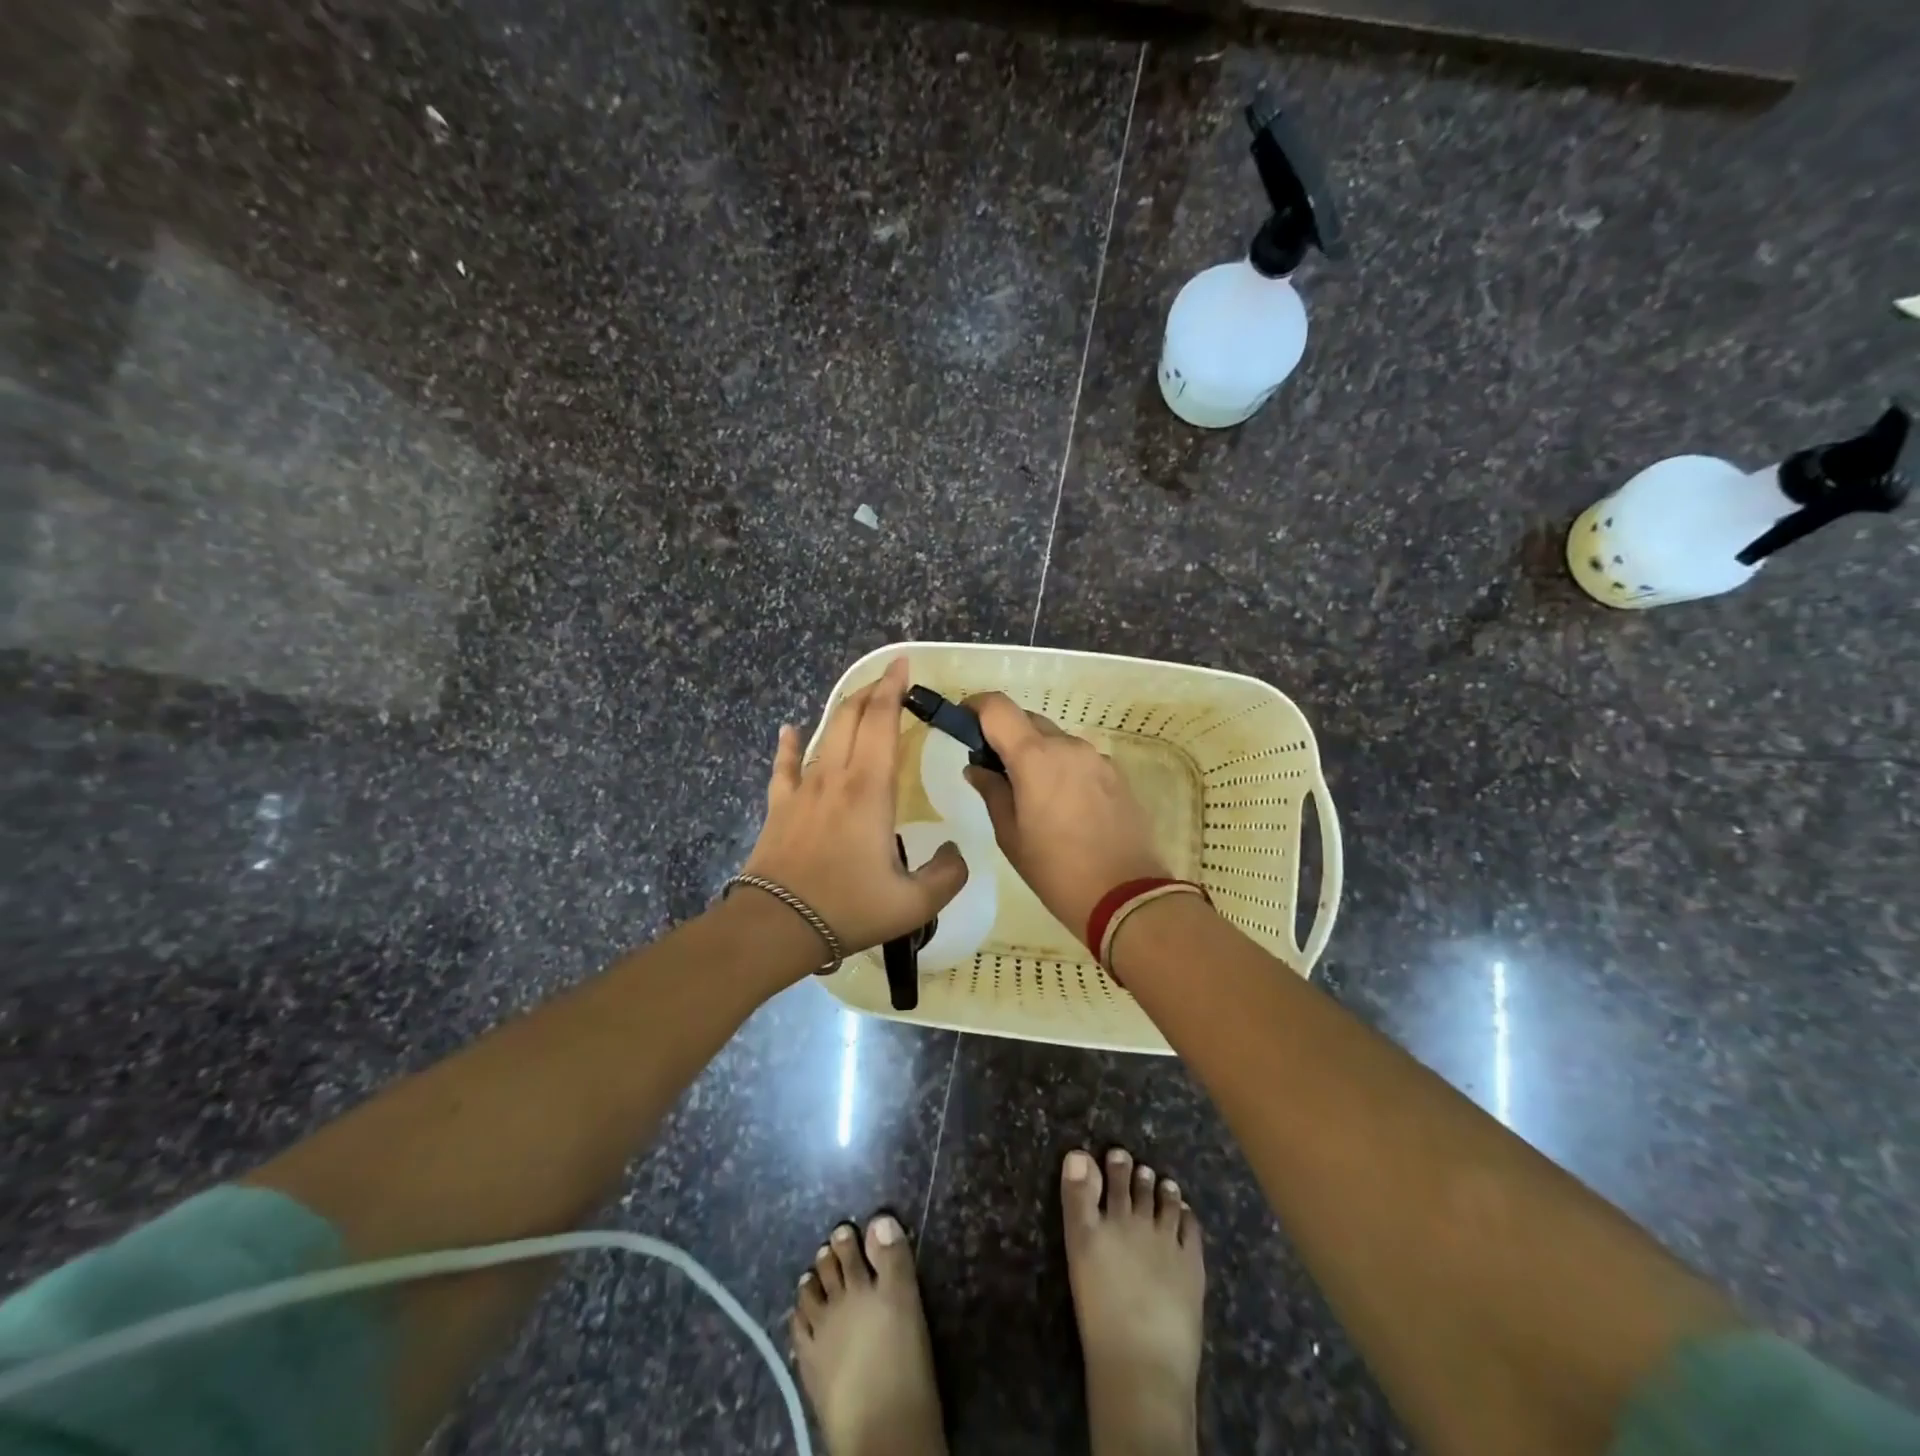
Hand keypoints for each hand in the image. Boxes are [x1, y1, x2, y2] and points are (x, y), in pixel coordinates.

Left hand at [741, 657, 968, 967]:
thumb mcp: (914, 903)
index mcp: (870, 789)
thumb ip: (947, 875)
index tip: (903, 665)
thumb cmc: (848, 908)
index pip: (881, 721)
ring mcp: (803, 789)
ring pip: (824, 735)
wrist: (776, 926)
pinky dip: (790, 744)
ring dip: (844, 711)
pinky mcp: (780, 806)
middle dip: (872, 691)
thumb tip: (956, 851)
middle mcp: (836, 776)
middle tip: (891, 680)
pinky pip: (784, 765)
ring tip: (860, 700)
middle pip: (851, 717)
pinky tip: (790, 729)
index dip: (893, 689)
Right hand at [961, 692, 1168, 940]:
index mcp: (1035, 756)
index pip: (998, 707)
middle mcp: (1067, 746)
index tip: (963, 723)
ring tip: (1032, 796)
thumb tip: (977, 768)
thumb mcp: (1010, 835)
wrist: (1126, 896)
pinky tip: (1064, 806)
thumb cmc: (1056, 869)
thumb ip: (991, 791)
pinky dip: (1063, 769)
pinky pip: (1079, 760)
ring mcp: (1096, 758)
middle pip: (1028, 721)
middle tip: (995, 771)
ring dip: (1037, 754)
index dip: (975, 707)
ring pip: (1056, 741)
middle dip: (1006, 736)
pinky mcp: (1117, 774)